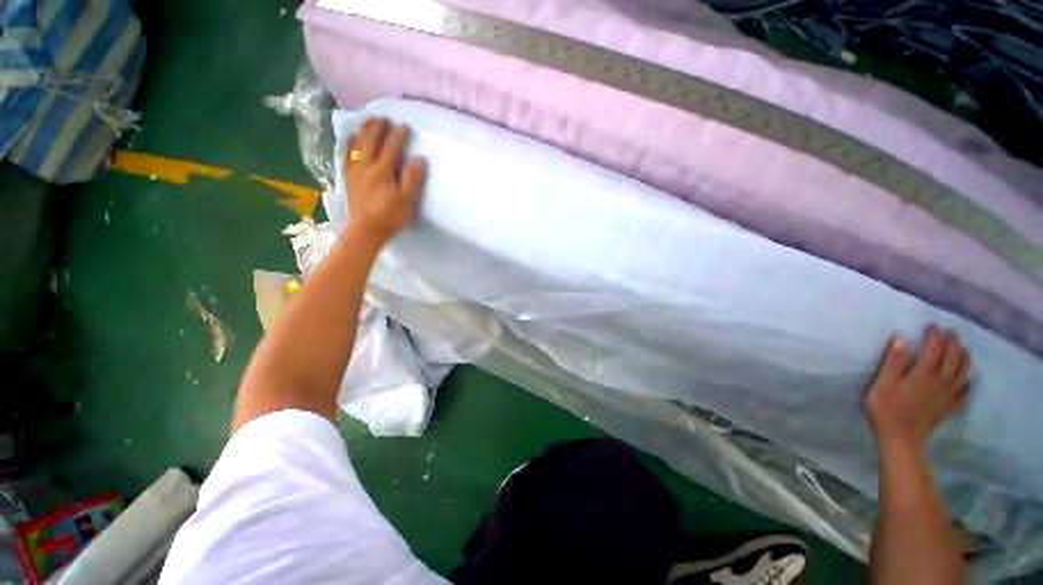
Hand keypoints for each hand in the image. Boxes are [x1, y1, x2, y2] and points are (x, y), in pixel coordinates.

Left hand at [344, 117, 425, 242]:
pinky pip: (346, 155)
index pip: (391, 147)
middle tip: (385, 119)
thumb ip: (413, 179)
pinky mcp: (348, 178)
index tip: (405, 126)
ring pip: (357, 144)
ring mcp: (355, 171)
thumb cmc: (391, 217)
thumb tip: (419, 159)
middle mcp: (367, 166)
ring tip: (369, 121)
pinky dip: (349, 144)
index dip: (398, 135)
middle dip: (378, 127)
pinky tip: (351, 139)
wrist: (366, 231)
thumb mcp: (407, 201)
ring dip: (364, 130)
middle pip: (371, 140)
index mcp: (383, 171)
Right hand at [865, 326, 970, 450]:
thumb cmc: (885, 408)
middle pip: (952, 357)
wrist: (900, 438)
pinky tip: (967, 380)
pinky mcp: (950, 406)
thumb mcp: (882, 383)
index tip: (932, 326)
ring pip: (963, 372)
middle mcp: (941, 380)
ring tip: (962, 349)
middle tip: (949, 332)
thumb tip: (901, 338)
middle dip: (952, 343)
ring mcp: (948, 394)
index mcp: (923, 373)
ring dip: (964, 357)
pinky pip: (965, 391)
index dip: (935, 335)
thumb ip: (892, 361)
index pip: (934, 348)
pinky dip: (968, 382)